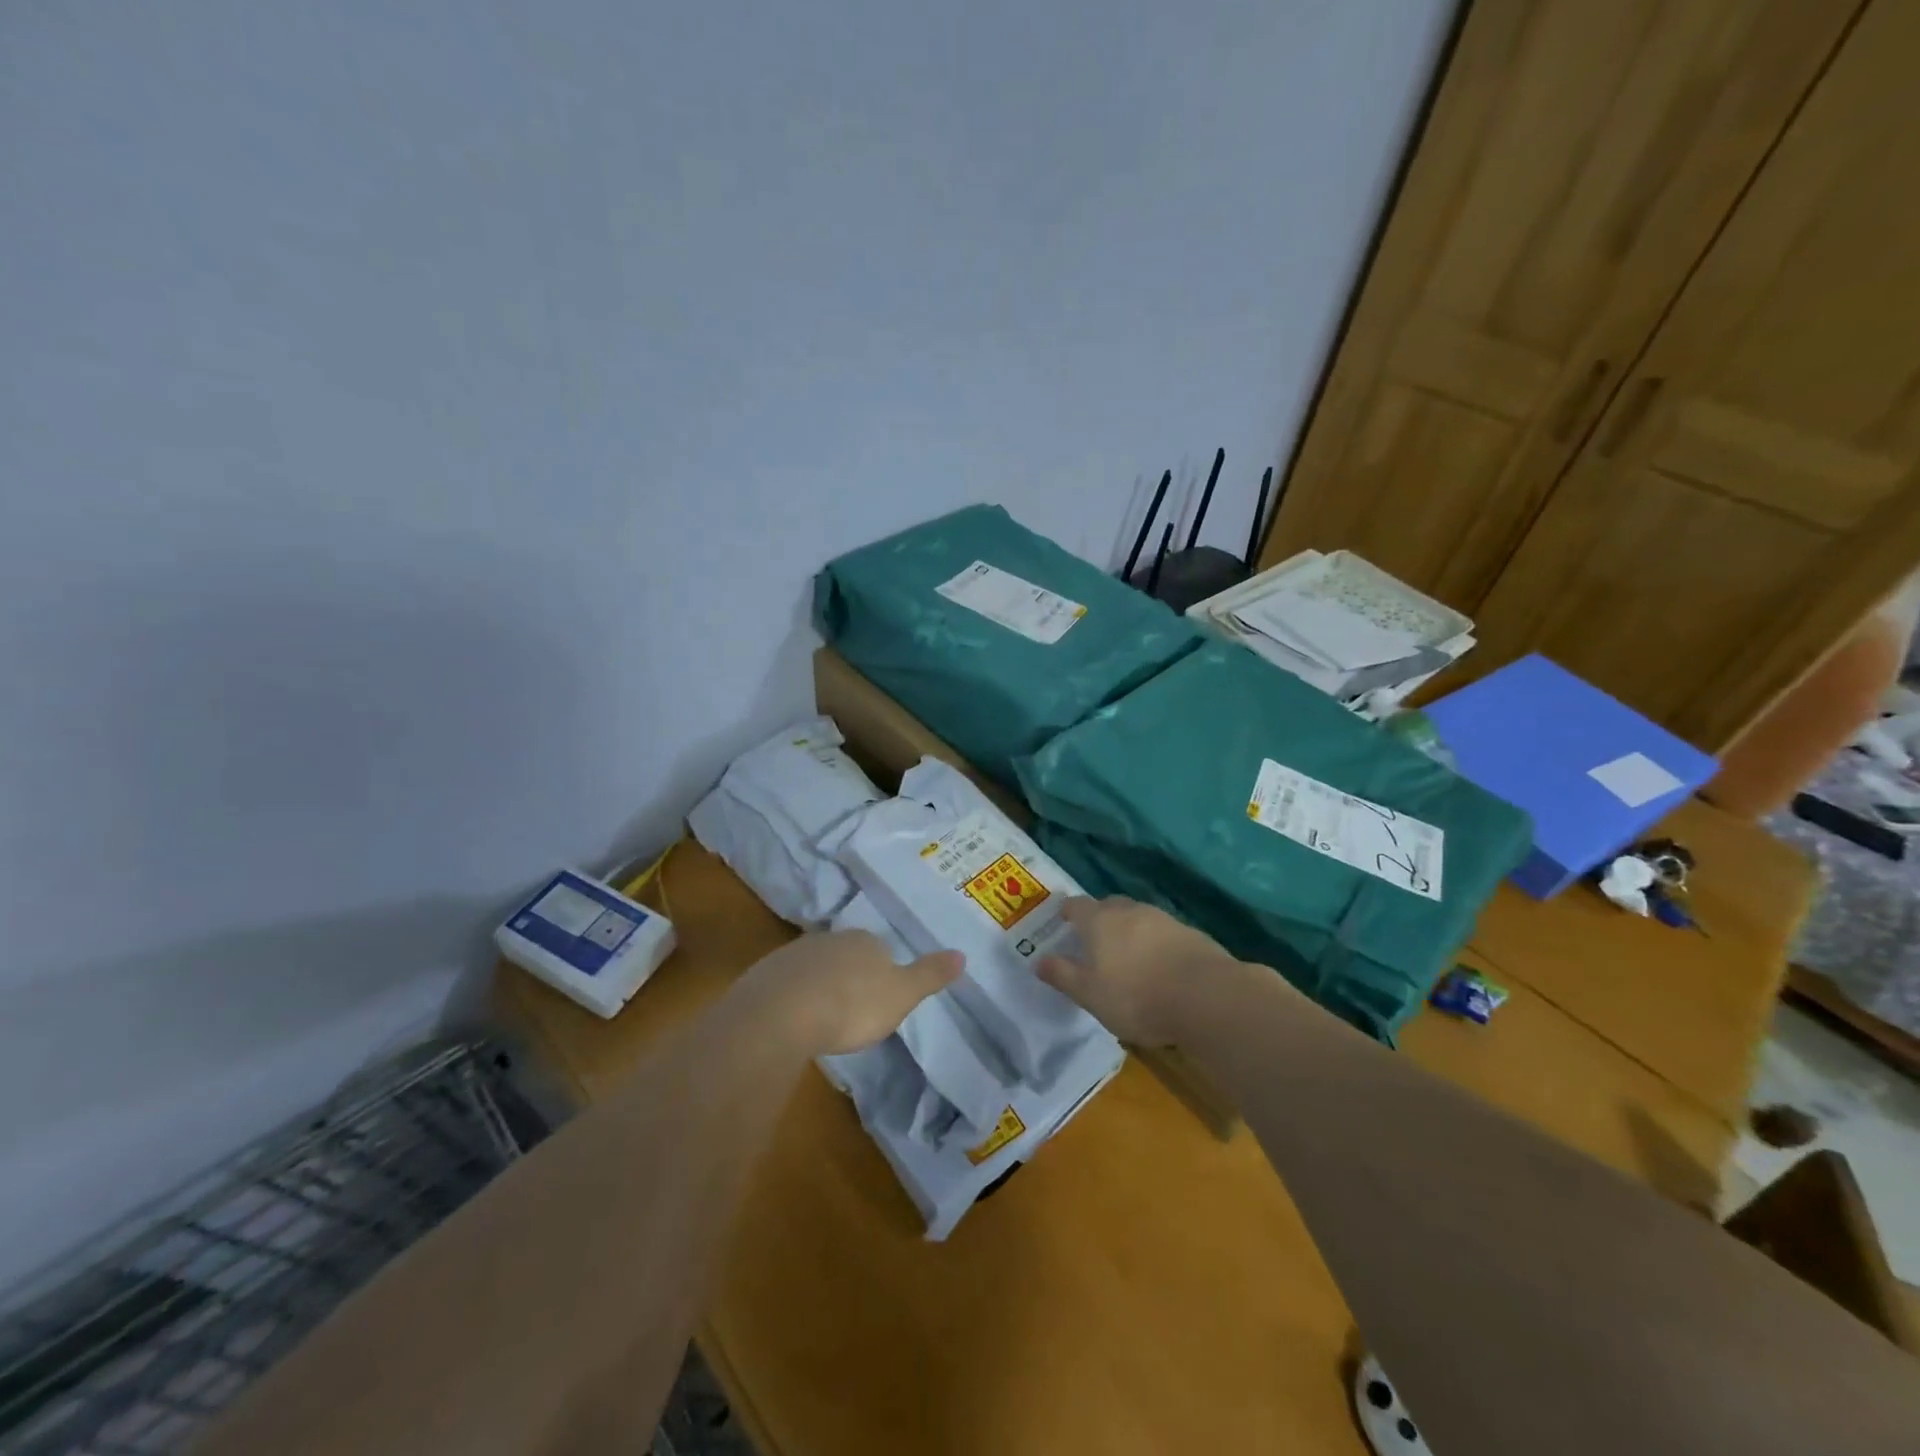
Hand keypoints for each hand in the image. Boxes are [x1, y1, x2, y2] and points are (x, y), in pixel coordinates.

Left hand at [733, 930, 963, 1056]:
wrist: (782, 1013)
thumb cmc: (852, 1005)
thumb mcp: (902, 994)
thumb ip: (930, 975)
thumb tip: (962, 954)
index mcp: (866, 941)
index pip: (881, 950)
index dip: (883, 973)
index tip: (881, 999)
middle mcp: (831, 939)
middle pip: (847, 955)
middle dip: (851, 977)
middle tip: (853, 1011)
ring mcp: (795, 954)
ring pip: (816, 967)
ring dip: (821, 986)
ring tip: (824, 1019)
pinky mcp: (766, 974)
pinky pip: (788, 983)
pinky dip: (794, 998)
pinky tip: (795, 1021)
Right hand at [1037, 896, 1236, 1045]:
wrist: (1206, 997)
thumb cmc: (1136, 996)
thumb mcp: (1089, 994)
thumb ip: (1063, 975)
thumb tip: (1039, 960)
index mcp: (1099, 920)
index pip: (1076, 905)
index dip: (1067, 912)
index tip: (1063, 922)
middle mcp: (1129, 911)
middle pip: (1109, 906)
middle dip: (1100, 918)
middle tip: (1094, 940)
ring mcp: (1163, 919)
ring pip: (1138, 917)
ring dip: (1129, 931)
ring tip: (1127, 956)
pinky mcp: (1190, 933)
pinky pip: (1162, 933)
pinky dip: (1155, 944)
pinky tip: (1158, 966)